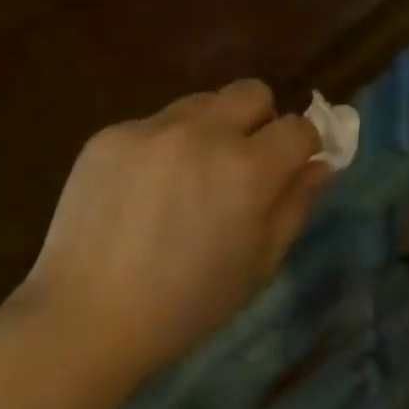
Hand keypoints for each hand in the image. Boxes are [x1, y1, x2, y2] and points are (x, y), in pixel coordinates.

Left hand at [21, 80, 332, 393]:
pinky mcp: (110, 134)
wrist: (86, 316)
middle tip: (243, 164)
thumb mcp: (259, 264)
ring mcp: (150, 129)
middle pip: (251, 92)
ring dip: (211, 128)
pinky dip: (164, 146)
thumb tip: (322, 162)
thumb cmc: (187, 304)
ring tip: (189, 176)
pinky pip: (154, 124)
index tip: (294, 166)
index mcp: (247, 170)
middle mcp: (202, 133)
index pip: (299, 127)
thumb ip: (296, 204)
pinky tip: (144, 190)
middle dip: (260, 120)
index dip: (305, 145)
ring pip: (201, 102)